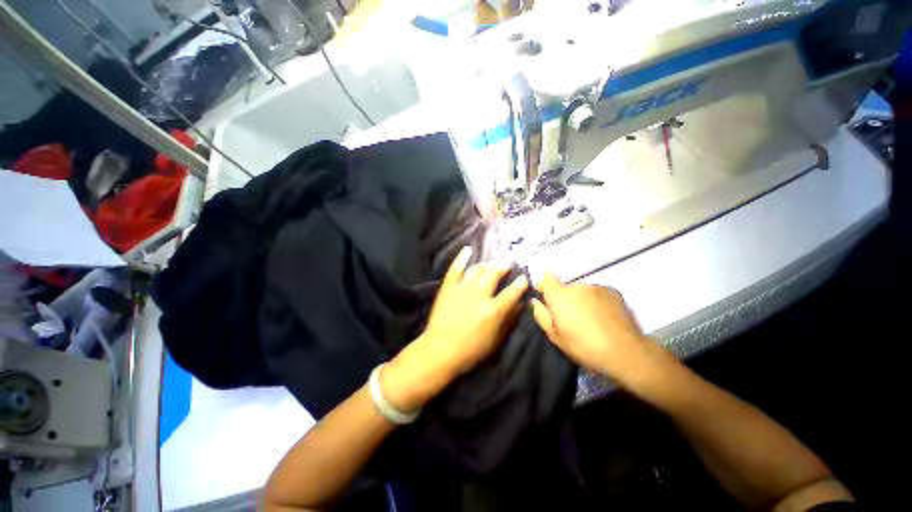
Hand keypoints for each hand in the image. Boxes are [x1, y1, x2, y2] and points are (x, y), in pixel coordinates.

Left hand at [382, 247, 527, 411]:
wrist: (439, 350)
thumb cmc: (470, 350)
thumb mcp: (495, 340)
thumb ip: (509, 320)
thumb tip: (520, 304)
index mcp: (493, 310)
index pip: (512, 292)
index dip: (520, 284)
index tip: (523, 278)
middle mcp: (479, 295)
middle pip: (494, 274)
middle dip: (502, 268)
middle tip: (505, 267)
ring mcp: (462, 289)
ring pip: (477, 269)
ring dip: (487, 264)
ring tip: (491, 264)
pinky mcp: (448, 287)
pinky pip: (455, 268)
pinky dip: (461, 258)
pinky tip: (468, 250)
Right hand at [531, 272, 648, 379]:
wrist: (625, 352)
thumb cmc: (584, 346)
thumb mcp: (555, 336)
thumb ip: (541, 315)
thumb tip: (535, 302)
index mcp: (559, 295)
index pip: (546, 278)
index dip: (543, 284)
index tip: (545, 295)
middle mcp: (576, 286)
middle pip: (565, 288)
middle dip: (565, 298)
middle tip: (571, 317)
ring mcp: (596, 287)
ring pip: (582, 291)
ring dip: (581, 300)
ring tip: (591, 319)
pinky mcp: (612, 291)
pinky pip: (597, 293)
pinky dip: (596, 301)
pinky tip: (604, 317)